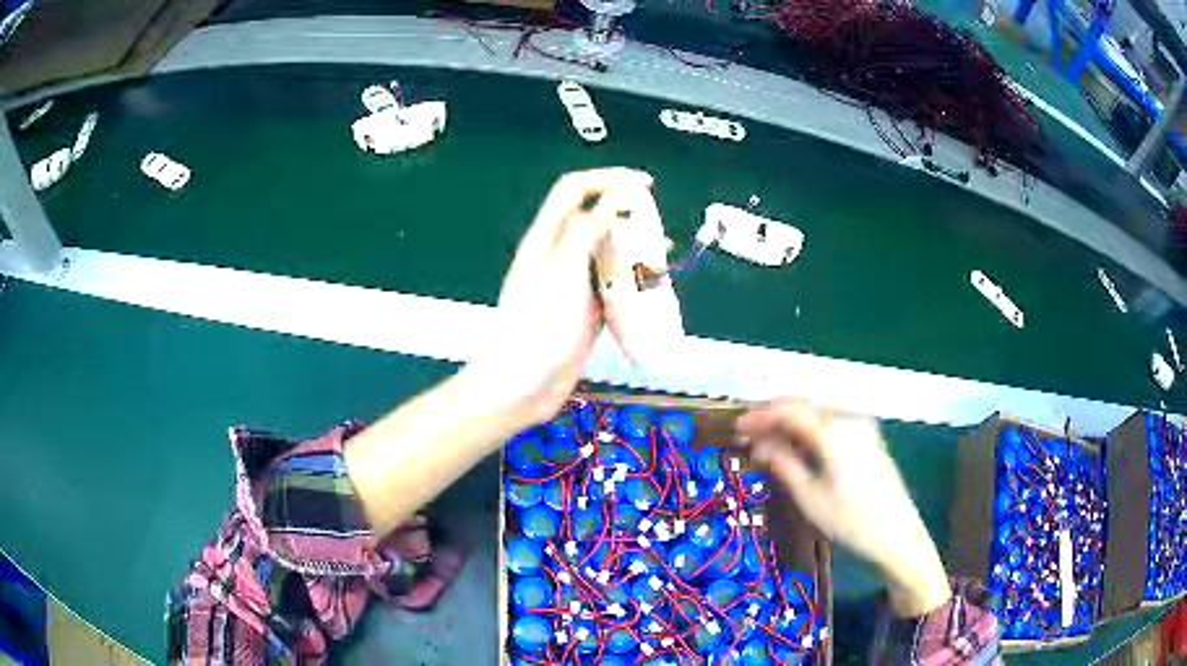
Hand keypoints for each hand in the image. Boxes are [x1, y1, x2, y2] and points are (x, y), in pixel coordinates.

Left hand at [469, 168, 654, 425]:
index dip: (608, 178)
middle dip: (627, 217)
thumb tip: (613, 198)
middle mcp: (557, 257)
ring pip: (606, 255)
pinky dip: (631, 284)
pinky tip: (649, 293)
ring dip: (632, 252)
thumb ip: (586, 232)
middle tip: (656, 228)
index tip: (644, 184)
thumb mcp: (563, 274)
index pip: (575, 190)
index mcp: (546, 240)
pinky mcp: (583, 312)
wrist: (520, 388)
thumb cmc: (536, 330)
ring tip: (660, 261)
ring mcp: (570, 285)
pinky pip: (611, 287)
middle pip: (594, 220)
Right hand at [735, 399, 950, 616]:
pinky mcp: (868, 437)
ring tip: (767, 443)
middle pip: (804, 405)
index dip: (760, 415)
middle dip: (773, 416)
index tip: (738, 427)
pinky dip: (809, 430)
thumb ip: (784, 463)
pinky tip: (797, 447)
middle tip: (748, 434)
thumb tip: (760, 444)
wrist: (898, 535)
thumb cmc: (852, 521)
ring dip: (790, 423)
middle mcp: (849, 419)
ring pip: (818, 413)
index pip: (790, 409)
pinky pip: (831, 423)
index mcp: (834, 431)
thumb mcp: (810, 498)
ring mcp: (863, 426)